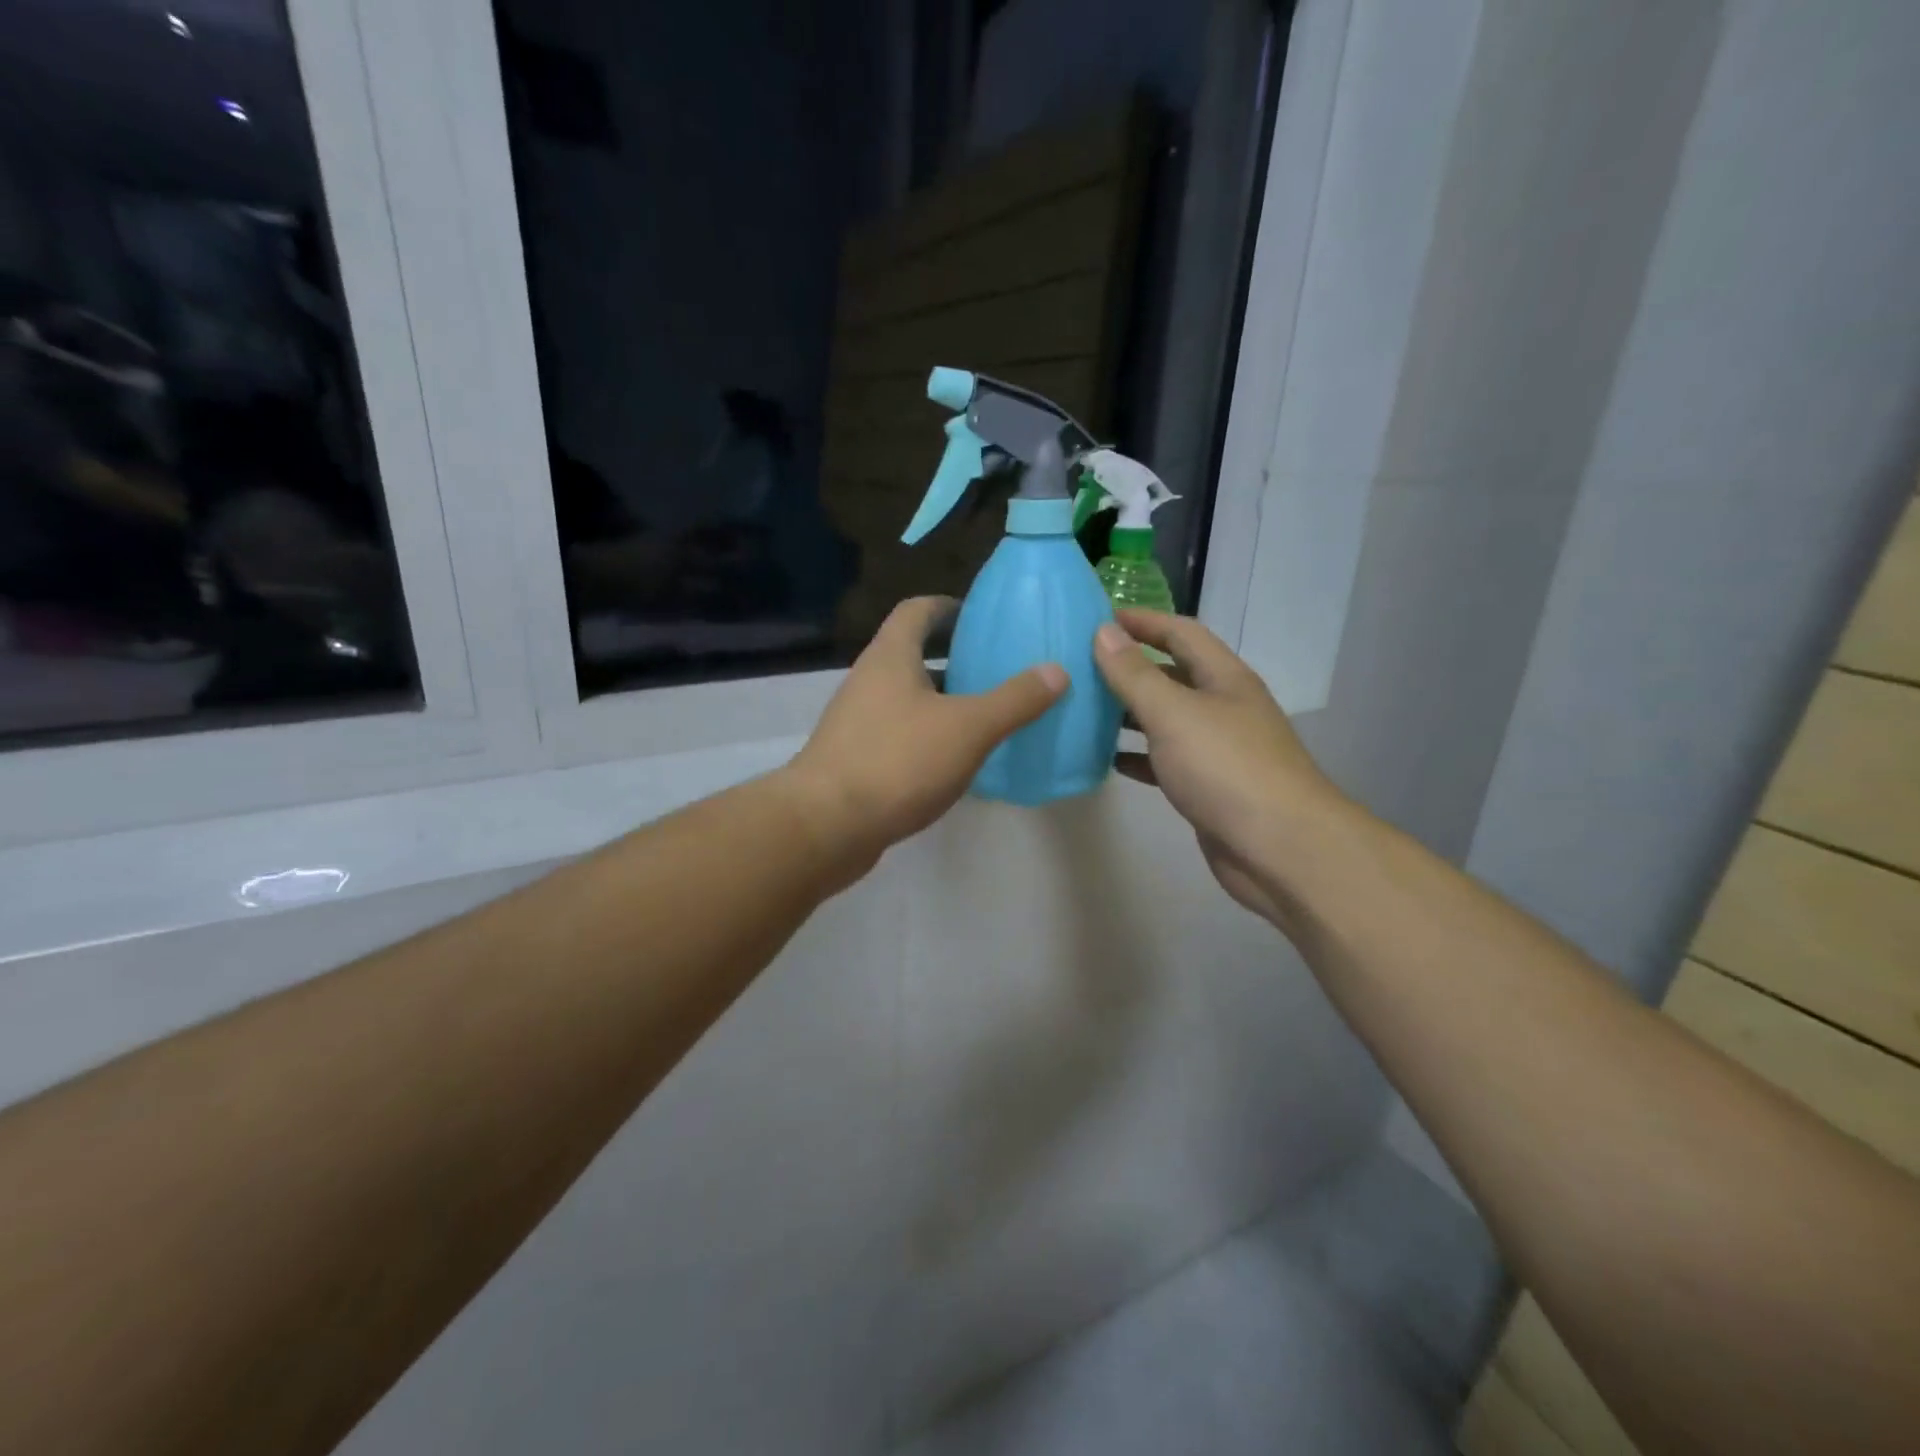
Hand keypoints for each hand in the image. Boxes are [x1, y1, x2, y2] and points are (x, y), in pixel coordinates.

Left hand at [784, 597, 1065, 875]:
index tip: (980, 617)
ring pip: (906, 697)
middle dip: (953, 657)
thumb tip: (1056, 670)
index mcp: (891, 657)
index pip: (917, 610)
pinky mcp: (854, 758)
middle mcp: (868, 680)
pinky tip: (954, 759)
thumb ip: (1014, 699)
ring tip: (984, 714)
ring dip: (941, 700)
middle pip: (912, 653)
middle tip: (995, 669)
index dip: (948, 606)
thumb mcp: (968, 728)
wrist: (827, 825)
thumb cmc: (898, 761)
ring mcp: (856, 721)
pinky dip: (926, 735)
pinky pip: (898, 733)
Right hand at [1094, 611, 1340, 922]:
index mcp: (1223, 678)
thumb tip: (1103, 631)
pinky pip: (1166, 761)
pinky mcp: (1208, 787)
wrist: (1280, 849)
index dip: (1141, 621)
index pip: (1180, 632)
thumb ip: (1135, 674)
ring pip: (1166, 720)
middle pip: (1172, 675)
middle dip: (1129, 667)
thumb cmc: (1227, 769)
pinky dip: (1138, 757)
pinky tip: (1108, 760)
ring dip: (1128, 713)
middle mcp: (1223, 707)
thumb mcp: (1174, 713)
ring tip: (1083, 710)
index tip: (1095, 619)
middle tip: (1079, 666)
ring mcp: (1217, 750)